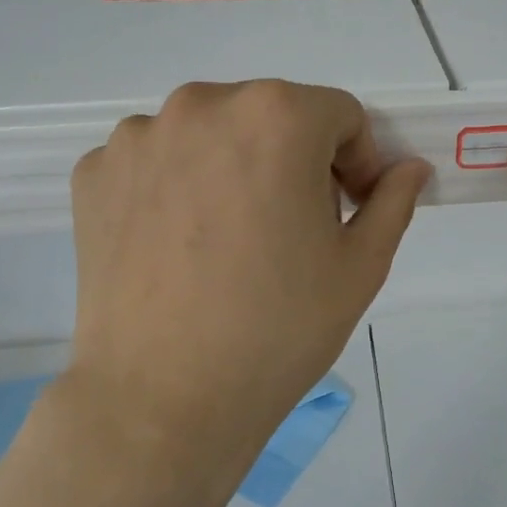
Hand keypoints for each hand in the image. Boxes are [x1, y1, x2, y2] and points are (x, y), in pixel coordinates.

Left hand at [65, 80, 430, 481]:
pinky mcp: (95, 172)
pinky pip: (156, 159)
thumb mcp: (360, 267)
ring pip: (211, 132)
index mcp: (277, 116)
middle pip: (272, 114)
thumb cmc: (277, 330)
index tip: (348, 210)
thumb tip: (410, 168)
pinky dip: (175, 184)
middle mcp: (203, 104)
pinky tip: (178, 243)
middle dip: (296, 158)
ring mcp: (139, 137)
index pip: (339, 114)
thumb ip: (393, 201)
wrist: (160, 402)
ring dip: (233, 165)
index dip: (357, 161)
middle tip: (293, 227)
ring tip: (230, 237)